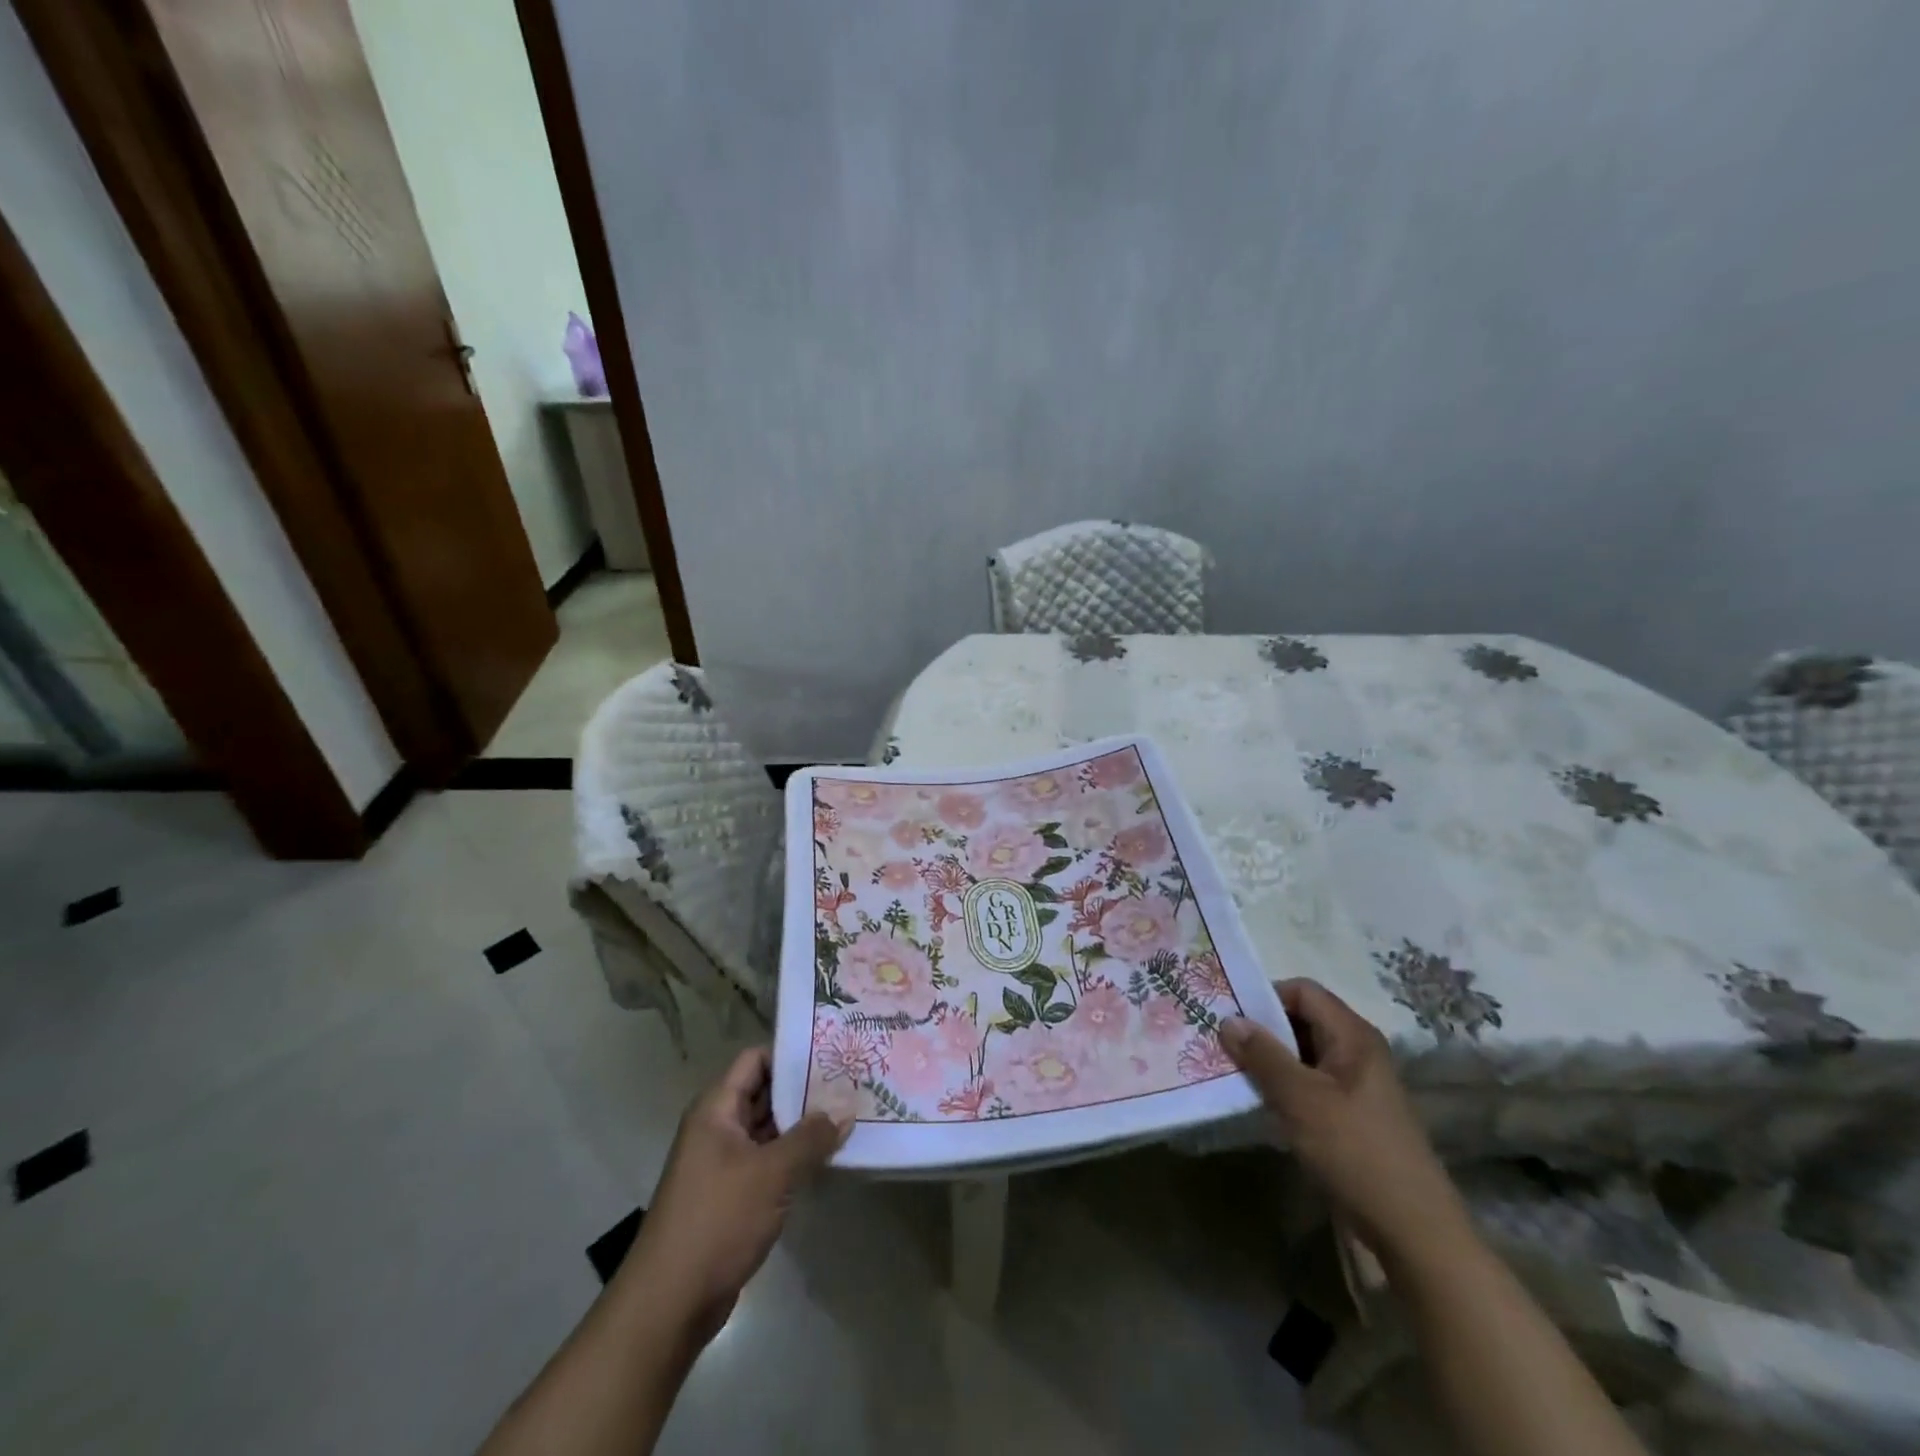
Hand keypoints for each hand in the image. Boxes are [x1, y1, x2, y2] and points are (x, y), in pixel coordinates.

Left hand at [623, 1047, 848, 1342]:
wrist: (669, 1304)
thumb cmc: (717, 1221)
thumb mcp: (772, 1174)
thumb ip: (811, 1138)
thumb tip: (846, 1110)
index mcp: (716, 1109)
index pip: (756, 1059)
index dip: (792, 1054)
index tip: (832, 1053)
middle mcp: (718, 1128)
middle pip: (765, 1092)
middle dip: (805, 1090)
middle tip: (851, 1082)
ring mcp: (724, 1162)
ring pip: (770, 1129)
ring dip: (804, 1125)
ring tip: (849, 1114)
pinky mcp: (732, 1194)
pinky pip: (768, 1160)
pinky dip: (795, 1156)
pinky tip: (829, 1156)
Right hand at [1220, 980, 1470, 1269]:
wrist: (1414, 1232)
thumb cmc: (1356, 1152)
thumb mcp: (1301, 1099)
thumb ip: (1263, 1055)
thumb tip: (1228, 1019)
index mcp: (1353, 1036)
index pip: (1302, 991)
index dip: (1265, 996)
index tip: (1228, 1014)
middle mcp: (1357, 1051)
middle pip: (1301, 1020)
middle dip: (1261, 1029)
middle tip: (1220, 1041)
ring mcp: (1355, 1085)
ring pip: (1302, 1054)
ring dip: (1269, 1060)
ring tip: (1230, 1069)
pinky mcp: (1350, 1115)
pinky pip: (1309, 1084)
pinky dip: (1283, 1086)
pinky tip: (1258, 1101)